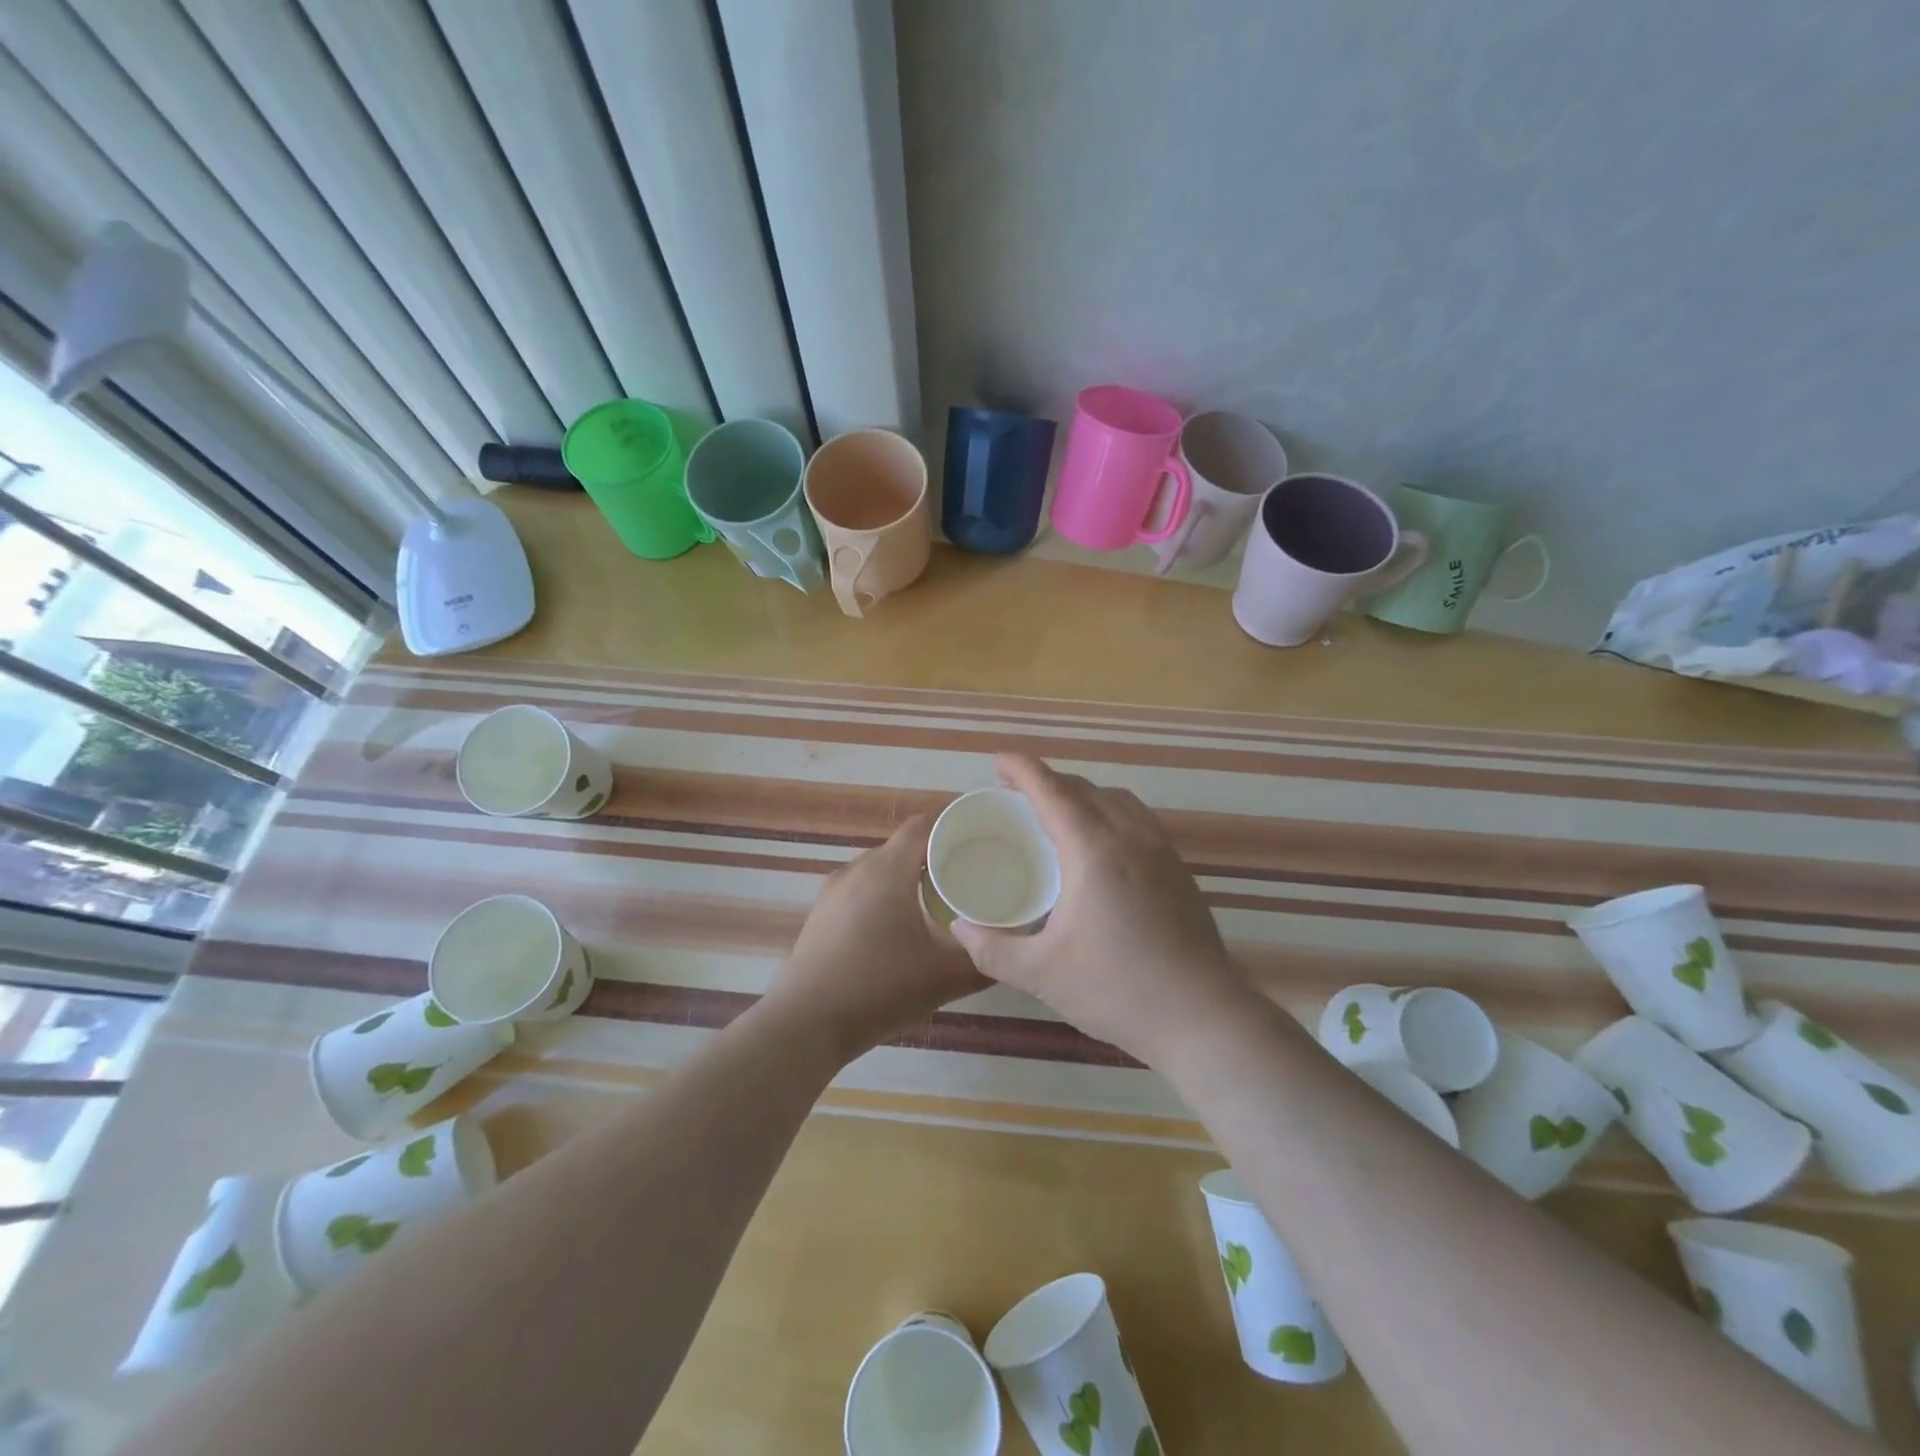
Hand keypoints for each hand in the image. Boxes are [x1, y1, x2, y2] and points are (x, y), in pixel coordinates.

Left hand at [769, 814, 986, 1058]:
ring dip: (908, 879)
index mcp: (887, 870)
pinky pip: (861, 890)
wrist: (805, 1025)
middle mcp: (857, 869)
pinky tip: (898, 930)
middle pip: (903, 847)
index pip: (923, 825)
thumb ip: (982, 961)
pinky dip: (884, 897)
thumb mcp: (943, 979)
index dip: (953, 827)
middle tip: (968, 876)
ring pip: (880, 869)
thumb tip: (1009, 951)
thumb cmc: (879, 989)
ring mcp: (833, 891)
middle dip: (935, 857)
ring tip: (937, 904)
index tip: (981, 841)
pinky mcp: (821, 914)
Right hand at [950, 755, 1248, 1064]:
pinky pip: (1138, 819)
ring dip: (1082, 794)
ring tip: (1057, 812)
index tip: (998, 760)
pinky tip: (1101, 845)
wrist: (1202, 1017)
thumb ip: (993, 950)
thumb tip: (958, 929)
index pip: (1053, 792)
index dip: (1023, 770)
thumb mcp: (1042, 974)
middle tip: (1016, 792)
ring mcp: (1162, 851)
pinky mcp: (1179, 870)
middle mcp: (1131, 838)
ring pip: (1117, 800)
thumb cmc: (1117, 990)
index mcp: (1094, 852)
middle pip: (1085, 789)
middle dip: (1048, 781)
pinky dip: (1110, 812)